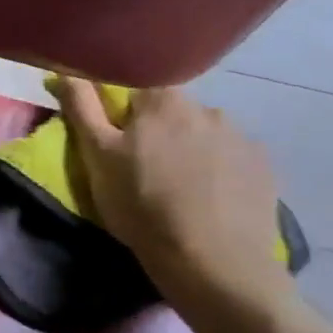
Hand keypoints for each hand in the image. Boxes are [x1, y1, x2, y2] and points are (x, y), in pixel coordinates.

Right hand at [50, 79, 293, 310]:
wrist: (214, 264)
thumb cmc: (142, 207)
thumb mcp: (97, 158)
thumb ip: (82, 108)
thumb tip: (67, 69)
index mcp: (163, 101)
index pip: (137, 87)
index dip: (123, 113)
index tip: (117, 140)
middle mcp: (207, 108)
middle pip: (173, 111)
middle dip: (159, 132)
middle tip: (146, 170)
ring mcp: (242, 137)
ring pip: (204, 135)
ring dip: (191, 151)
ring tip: (182, 189)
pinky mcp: (265, 168)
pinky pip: (232, 159)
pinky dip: (218, 171)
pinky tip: (210, 200)